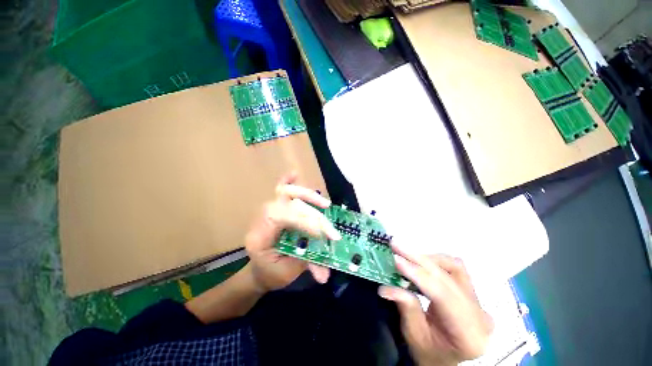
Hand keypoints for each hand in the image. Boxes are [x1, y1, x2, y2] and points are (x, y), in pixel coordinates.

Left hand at [244, 172, 338, 292]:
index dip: (304, 221)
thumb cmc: (270, 273)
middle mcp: (261, 218)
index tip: (322, 234)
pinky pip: (278, 190)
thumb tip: (327, 273)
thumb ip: (308, 264)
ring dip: (307, 195)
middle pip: (287, 204)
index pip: (281, 217)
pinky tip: (294, 175)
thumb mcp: (288, 273)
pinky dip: (287, 181)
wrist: (258, 271)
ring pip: (285, 193)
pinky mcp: (275, 208)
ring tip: (324, 204)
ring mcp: (267, 210)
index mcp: (259, 236)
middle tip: (329, 229)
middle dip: (312, 215)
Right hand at [378, 248, 492, 365]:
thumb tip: (386, 287)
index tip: (396, 259)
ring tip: (406, 254)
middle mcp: (480, 315)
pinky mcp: (472, 293)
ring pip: (455, 267)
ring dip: (428, 258)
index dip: (418, 274)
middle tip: (396, 246)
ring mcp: (479, 302)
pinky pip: (455, 268)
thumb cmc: (429, 352)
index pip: (443, 295)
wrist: (446, 360)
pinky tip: (420, 261)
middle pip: (448, 277)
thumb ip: (406, 308)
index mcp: (468, 334)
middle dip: (418, 259)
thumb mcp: (414, 335)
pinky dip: (435, 260)